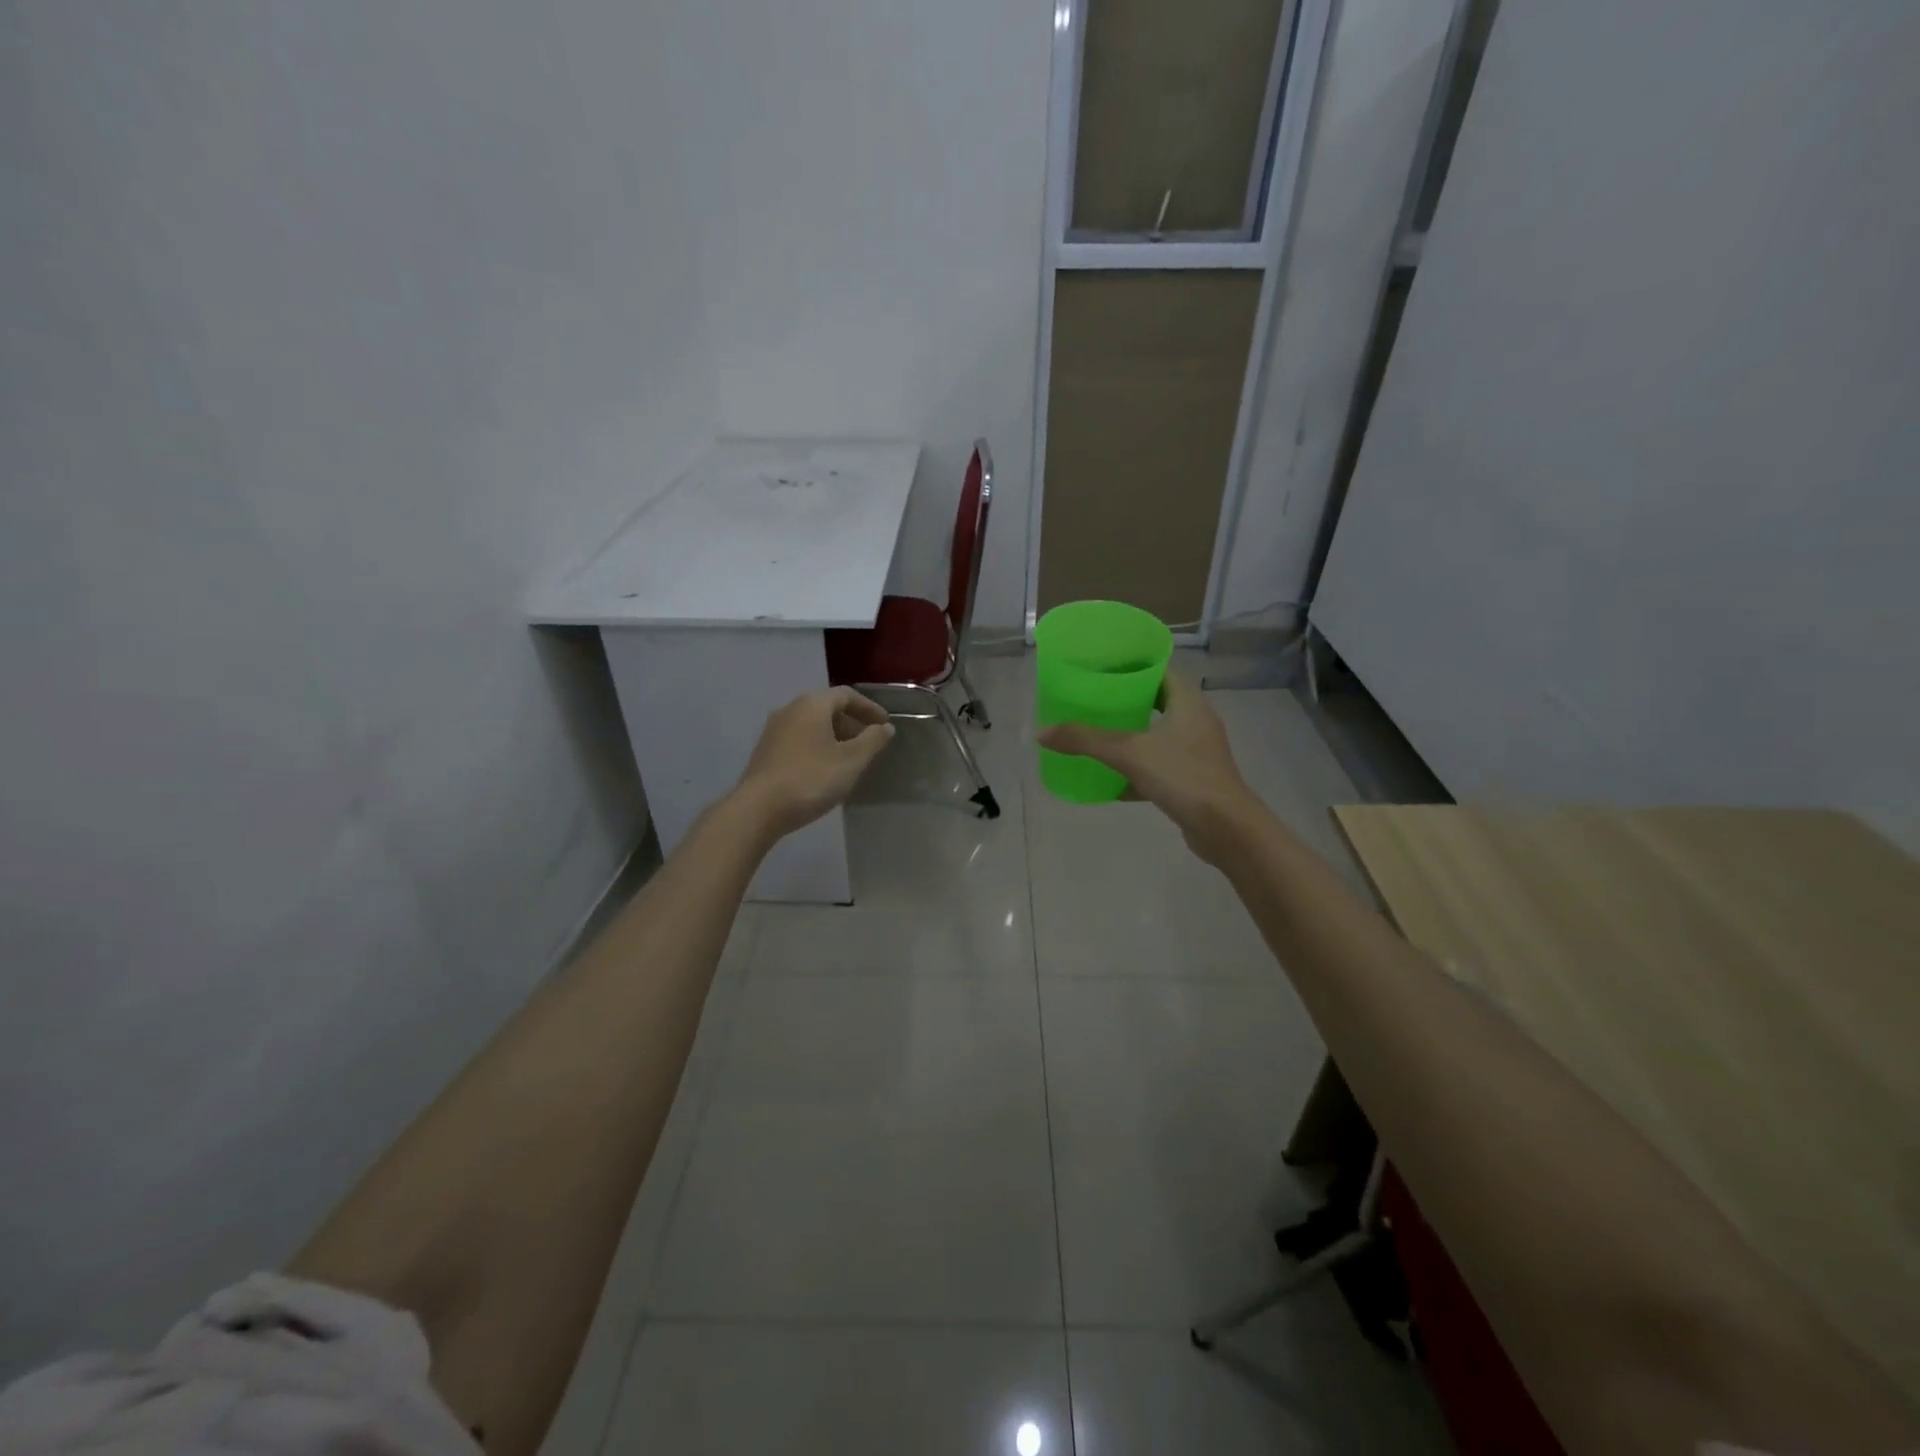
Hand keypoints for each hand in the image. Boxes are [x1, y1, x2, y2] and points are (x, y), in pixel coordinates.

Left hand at [734, 686, 894, 838]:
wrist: (759, 809)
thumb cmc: (811, 779)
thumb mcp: (852, 760)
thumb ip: (872, 740)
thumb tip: (885, 727)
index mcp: (812, 704)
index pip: (847, 695)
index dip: (869, 708)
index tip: (885, 726)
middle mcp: (790, 709)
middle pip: (827, 708)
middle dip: (852, 723)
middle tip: (870, 743)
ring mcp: (774, 730)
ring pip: (812, 725)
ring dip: (835, 736)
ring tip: (850, 759)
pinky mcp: (766, 751)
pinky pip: (799, 739)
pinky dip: (818, 746)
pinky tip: (825, 770)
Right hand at [1037, 670, 1255, 863]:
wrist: (1226, 829)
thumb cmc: (1183, 776)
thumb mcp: (1129, 753)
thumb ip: (1086, 740)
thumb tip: (1042, 733)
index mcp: (1188, 703)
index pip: (1161, 670)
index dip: (1133, 665)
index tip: (1103, 667)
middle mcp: (1196, 722)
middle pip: (1158, 701)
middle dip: (1126, 702)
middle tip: (1093, 700)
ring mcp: (1197, 752)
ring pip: (1158, 735)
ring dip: (1131, 736)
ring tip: (1097, 735)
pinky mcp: (1193, 780)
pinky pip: (1160, 766)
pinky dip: (1137, 770)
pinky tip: (1112, 782)